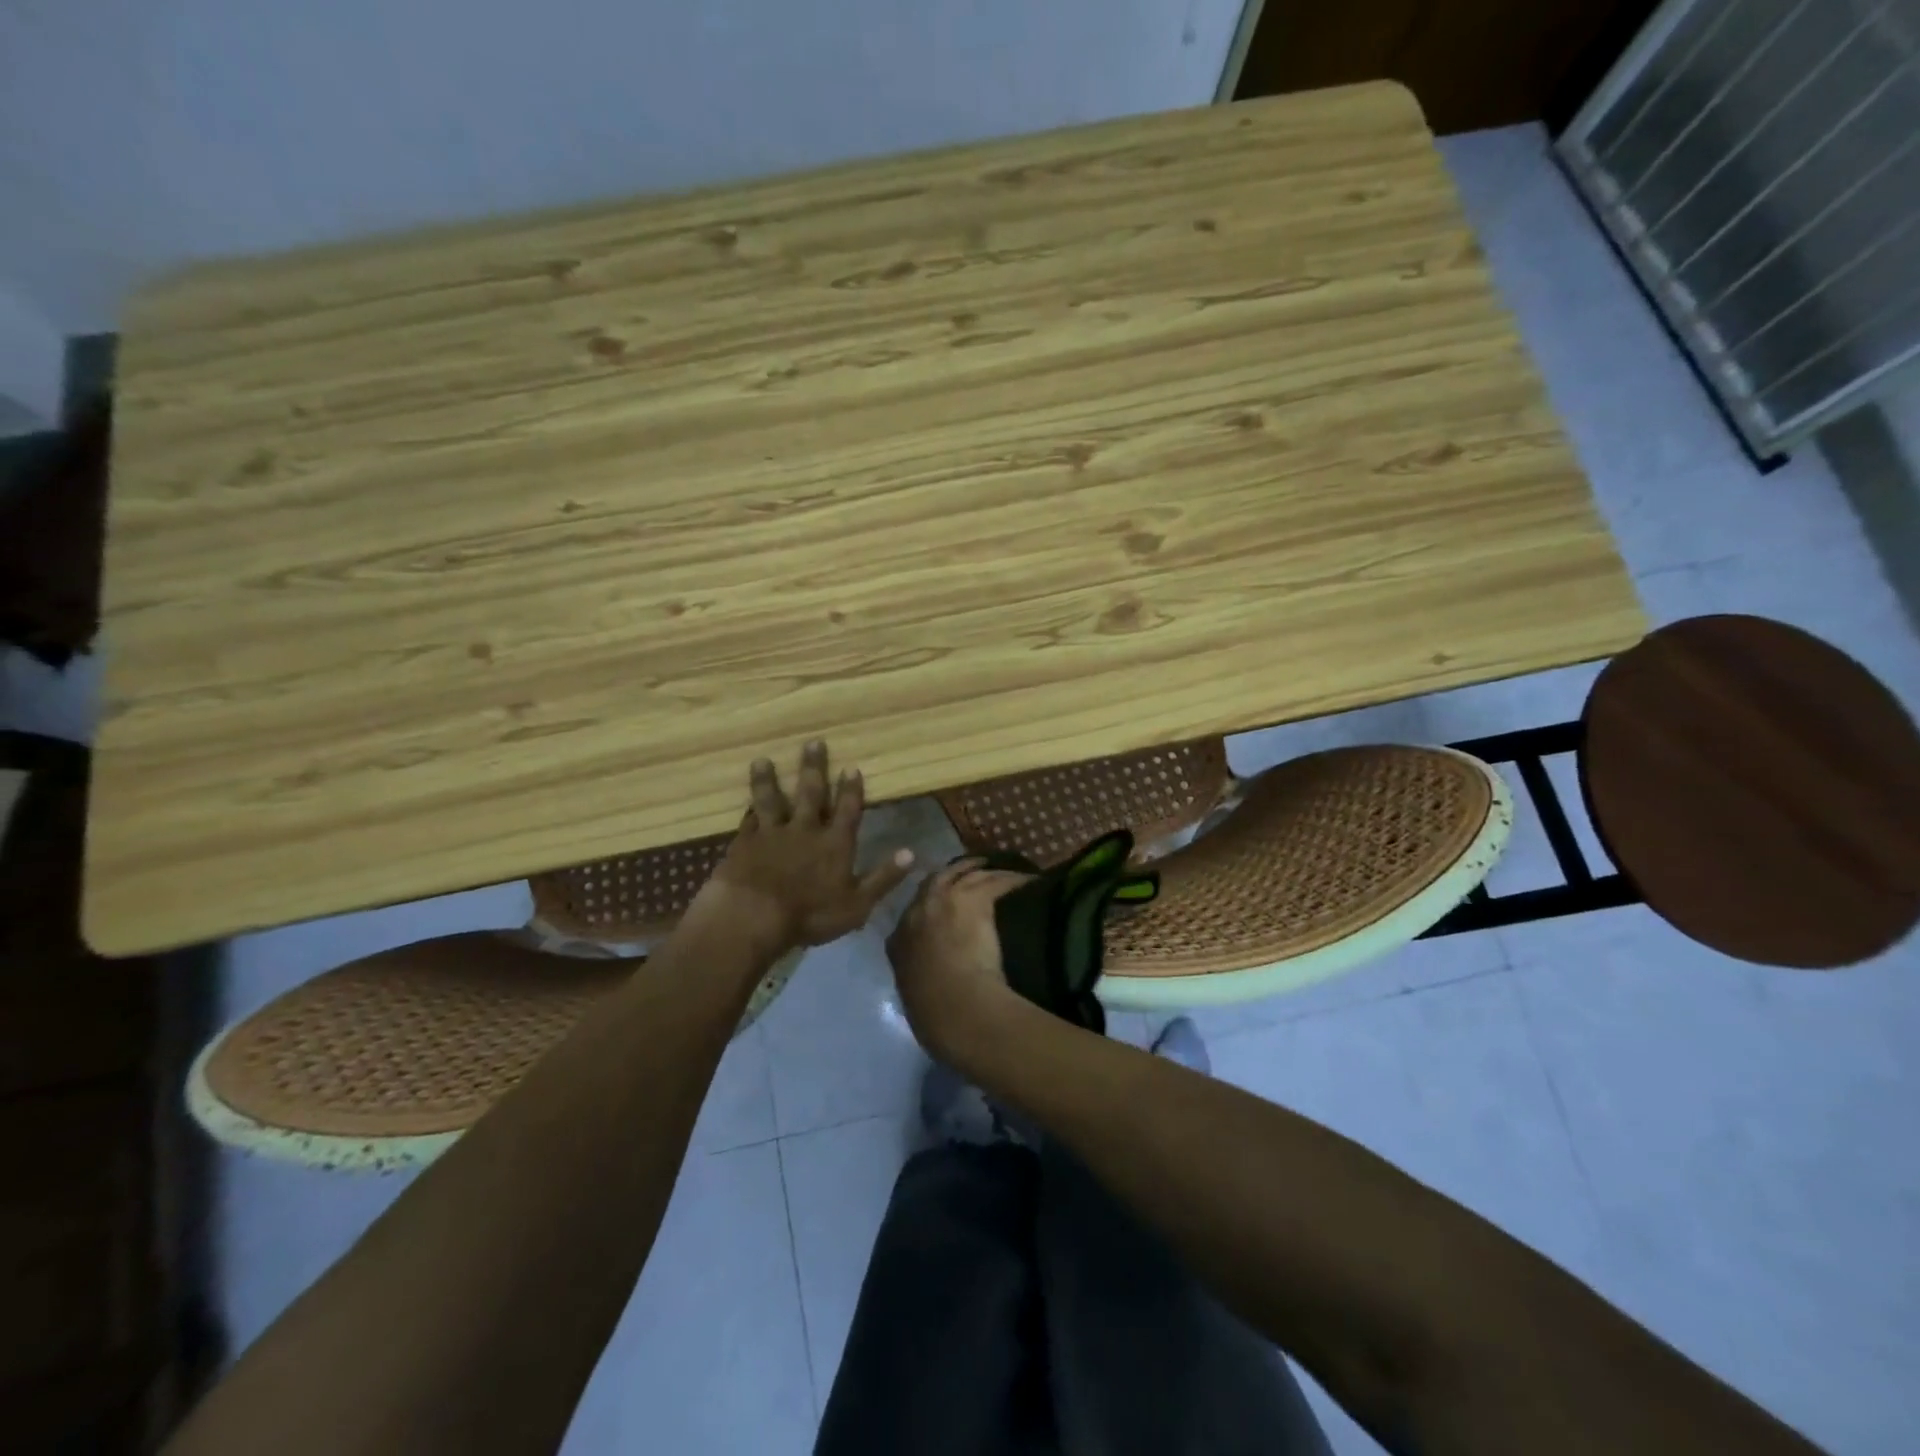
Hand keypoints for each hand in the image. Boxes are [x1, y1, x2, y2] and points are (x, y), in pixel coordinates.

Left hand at [699, 741, 915, 951]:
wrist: (754, 916)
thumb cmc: (810, 914)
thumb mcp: (857, 903)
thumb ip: (883, 877)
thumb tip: (911, 853)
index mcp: (835, 844)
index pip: (847, 810)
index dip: (850, 789)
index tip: (851, 767)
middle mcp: (805, 830)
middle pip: (810, 793)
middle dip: (813, 768)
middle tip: (813, 742)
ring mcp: (772, 835)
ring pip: (771, 800)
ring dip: (768, 780)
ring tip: (762, 760)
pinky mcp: (744, 844)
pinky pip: (748, 821)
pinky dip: (749, 811)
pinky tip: (746, 804)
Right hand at [886, 859, 1033, 1063]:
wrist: (955, 1008)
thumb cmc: (935, 1015)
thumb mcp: (917, 997)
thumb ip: (921, 983)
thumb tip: (934, 989)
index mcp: (899, 940)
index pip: (914, 911)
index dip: (930, 902)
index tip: (943, 902)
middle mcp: (918, 911)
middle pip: (938, 880)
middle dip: (955, 872)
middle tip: (973, 869)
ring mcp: (944, 900)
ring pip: (968, 874)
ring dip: (985, 871)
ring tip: (1001, 869)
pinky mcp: (973, 898)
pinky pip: (997, 881)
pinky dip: (1013, 879)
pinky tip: (1027, 879)